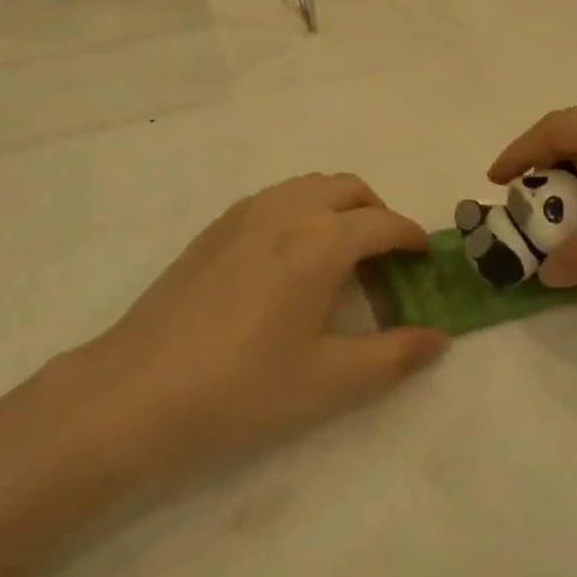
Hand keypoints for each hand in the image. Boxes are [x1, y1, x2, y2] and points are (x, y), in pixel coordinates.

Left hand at [75, 174, 448, 482]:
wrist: (136, 391)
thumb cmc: (242, 388)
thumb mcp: (329, 381)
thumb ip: (393, 356)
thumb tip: (439, 338)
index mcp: (322, 240)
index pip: (384, 224)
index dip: (412, 236)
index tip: (427, 255)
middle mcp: (289, 209)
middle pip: (350, 189)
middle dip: (378, 213)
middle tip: (386, 257)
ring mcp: (248, 211)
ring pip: (312, 185)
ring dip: (340, 206)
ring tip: (342, 253)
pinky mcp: (218, 224)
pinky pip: (279, 197)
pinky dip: (304, 208)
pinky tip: (292, 258)